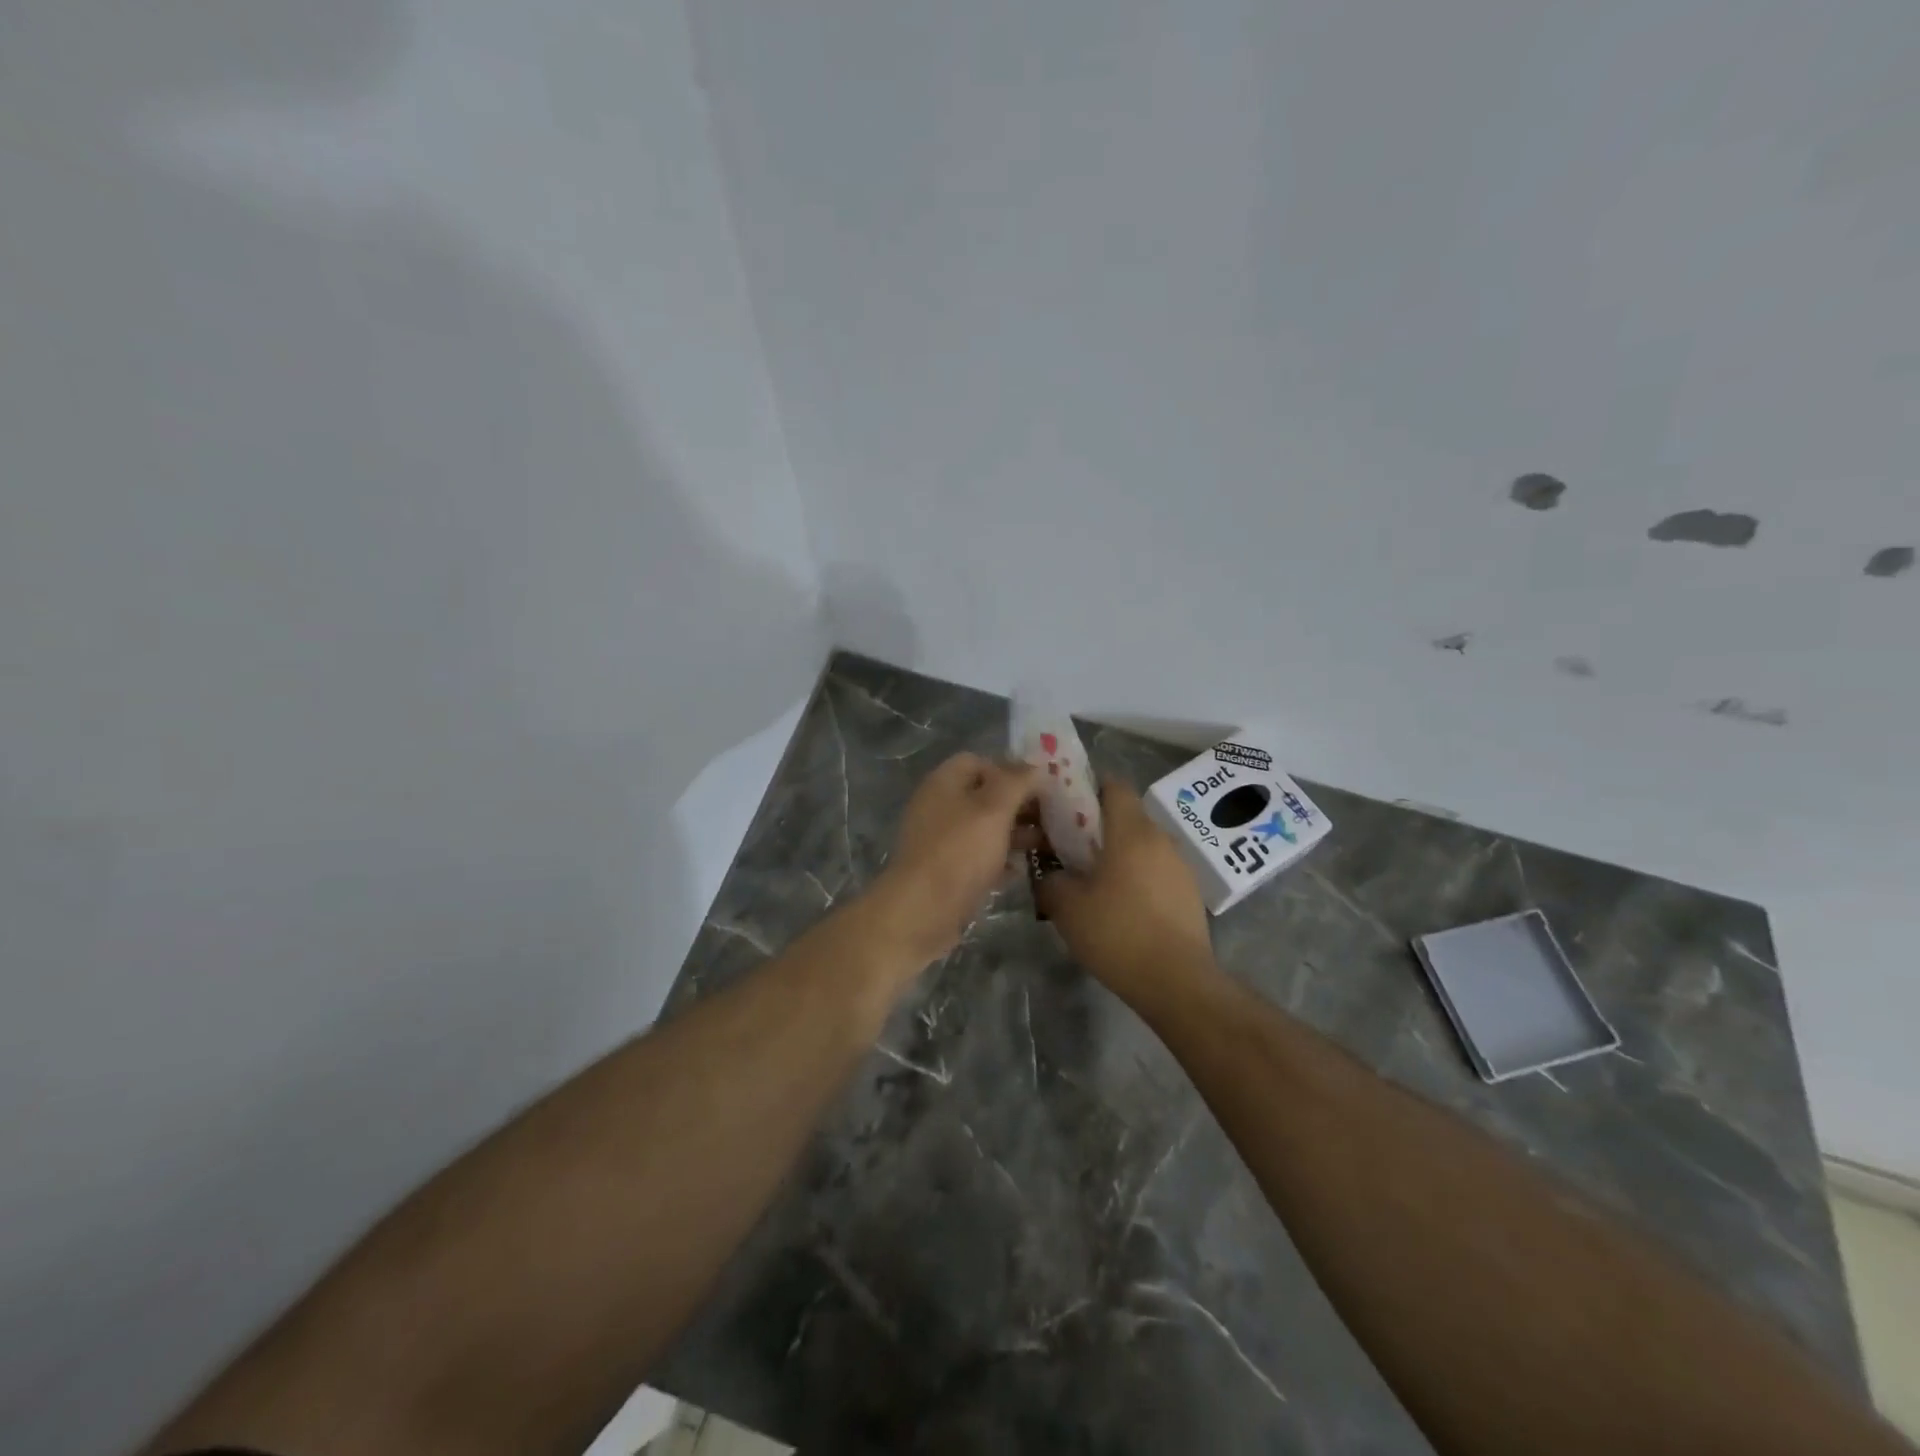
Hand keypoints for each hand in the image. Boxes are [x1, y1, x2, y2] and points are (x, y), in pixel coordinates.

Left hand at [870, 753, 1039, 963]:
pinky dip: (1001, 860)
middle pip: (984, 796)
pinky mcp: (946, 872)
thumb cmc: (959, 852)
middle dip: (1019, 804)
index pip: (978, 761)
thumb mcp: (993, 809)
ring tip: (1048, 843)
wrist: (920, 913)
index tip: (1040, 786)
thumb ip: (1016, 782)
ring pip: (984, 829)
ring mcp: (941, 842)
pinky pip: (979, 858)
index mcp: (944, 783)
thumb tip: (1035, 766)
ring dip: (1015, 833)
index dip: (1010, 769)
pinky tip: (1023, 870)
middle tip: (1054, 816)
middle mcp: (940, 807)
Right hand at [1034, 779, 1215, 1009]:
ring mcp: (1180, 866)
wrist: (1177, 982)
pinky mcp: (1189, 893)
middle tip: (1068, 849)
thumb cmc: (1118, 933)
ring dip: (1117, 854)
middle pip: (1126, 815)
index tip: (1064, 807)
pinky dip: (1136, 877)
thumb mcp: (1067, 907)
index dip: (1087, 788)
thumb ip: (1050, 880)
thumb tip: (1049, 874)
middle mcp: (1160, 839)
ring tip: (1093, 882)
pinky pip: (1156, 870)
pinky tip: (1120, 906)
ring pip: (1141, 845)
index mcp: (1131, 831)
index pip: (1113, 784)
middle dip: (1097, 826)